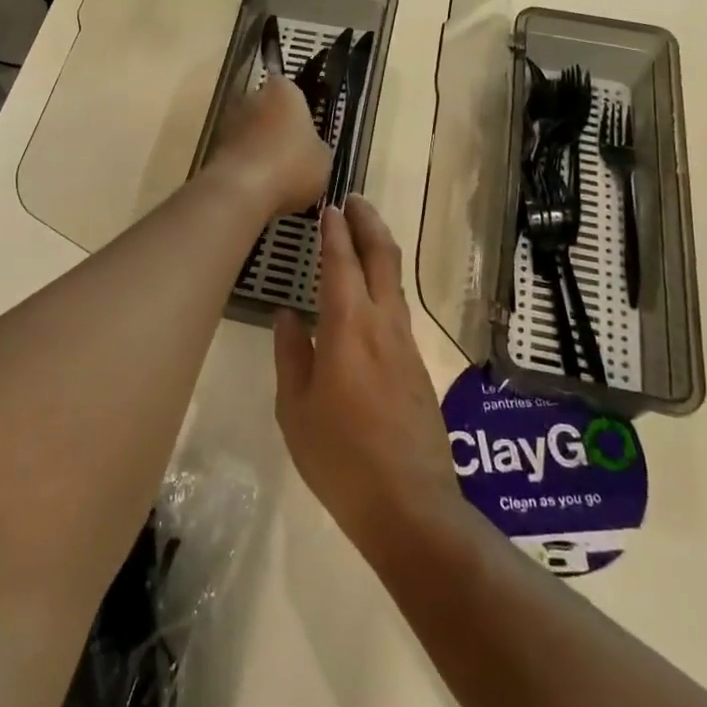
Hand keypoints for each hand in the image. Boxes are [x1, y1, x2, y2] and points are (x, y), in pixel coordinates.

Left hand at [206, 75, 330, 218]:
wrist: (242, 191)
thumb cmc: (292, 165)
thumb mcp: (323, 159)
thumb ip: (316, 146)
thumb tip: (310, 148)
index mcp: (284, 91)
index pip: (292, 90)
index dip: (300, 111)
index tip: (306, 132)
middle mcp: (252, 96)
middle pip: (268, 109)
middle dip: (277, 128)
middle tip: (293, 155)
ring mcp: (229, 120)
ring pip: (251, 131)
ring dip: (260, 147)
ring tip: (276, 176)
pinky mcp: (213, 146)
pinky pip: (238, 152)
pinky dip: (246, 165)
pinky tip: (258, 187)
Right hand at [273, 198, 463, 567]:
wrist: (410, 506)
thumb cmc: (340, 458)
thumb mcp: (296, 409)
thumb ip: (291, 355)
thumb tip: (288, 315)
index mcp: (349, 329)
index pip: (341, 264)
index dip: (334, 232)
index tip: (328, 206)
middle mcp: (383, 326)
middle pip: (382, 259)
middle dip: (369, 224)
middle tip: (355, 200)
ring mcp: (406, 346)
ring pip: (394, 283)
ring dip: (379, 250)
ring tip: (362, 235)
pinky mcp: (418, 367)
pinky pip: (398, 310)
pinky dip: (384, 284)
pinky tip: (370, 295)